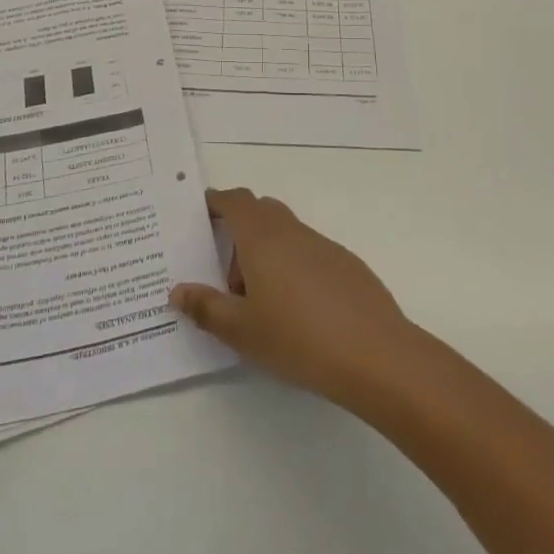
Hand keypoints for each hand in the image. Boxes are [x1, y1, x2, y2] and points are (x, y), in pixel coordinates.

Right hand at [169, 187, 419, 408]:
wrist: (375, 353)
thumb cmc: (298, 338)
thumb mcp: (242, 331)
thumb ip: (206, 307)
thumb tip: (178, 290)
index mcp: (261, 237)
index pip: (234, 201)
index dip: (216, 202)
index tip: (201, 214)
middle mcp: (291, 230)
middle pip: (260, 211)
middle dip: (239, 230)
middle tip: (225, 275)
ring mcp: (322, 244)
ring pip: (285, 232)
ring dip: (266, 252)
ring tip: (259, 301)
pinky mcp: (345, 263)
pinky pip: (307, 251)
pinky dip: (292, 266)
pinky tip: (297, 310)